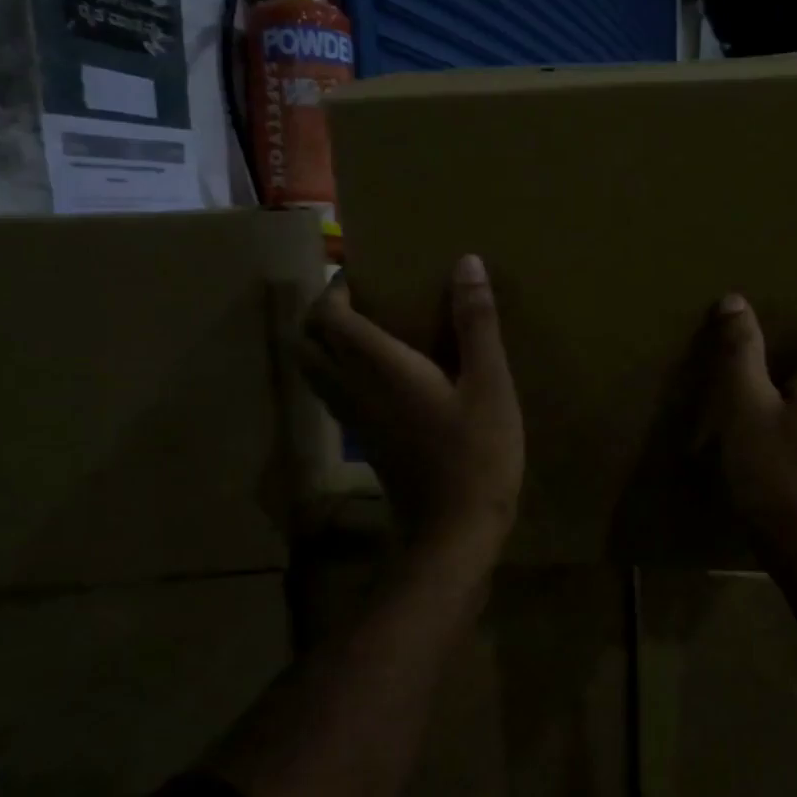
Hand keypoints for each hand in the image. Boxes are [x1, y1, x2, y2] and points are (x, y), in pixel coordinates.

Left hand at [301, 255, 523, 563]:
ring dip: (325, 341)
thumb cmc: (476, 456)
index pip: (329, 315)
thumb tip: (466, 263)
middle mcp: (353, 390)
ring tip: (368, 327)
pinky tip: (382, 372)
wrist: (454, 533)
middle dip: (322, 311)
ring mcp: (354, 420)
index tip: (366, 271)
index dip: (337, 287)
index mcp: (379, 368)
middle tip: (361, 297)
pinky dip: (340, 370)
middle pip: (306, 342)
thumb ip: (476, 323)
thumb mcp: (490, 385)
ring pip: (313, 371)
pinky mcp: (365, 442)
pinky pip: (333, 393)